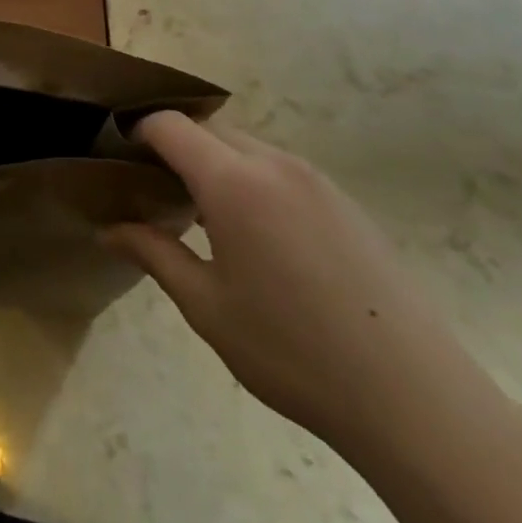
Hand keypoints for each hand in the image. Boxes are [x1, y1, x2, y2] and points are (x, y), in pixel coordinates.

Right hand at [105, 113, 497, 464]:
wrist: (414, 397)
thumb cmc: (292, 351)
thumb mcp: (207, 306)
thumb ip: (154, 254)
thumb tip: (107, 230)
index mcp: (234, 183)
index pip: (170, 125)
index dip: (137, 132)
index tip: (117, 158)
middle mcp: (275, 165)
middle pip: (209, 129)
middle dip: (174, 146)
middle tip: (153, 190)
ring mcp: (316, 180)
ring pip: (246, 147)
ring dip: (214, 163)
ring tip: (200, 216)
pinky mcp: (345, 202)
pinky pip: (281, 170)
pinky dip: (251, 180)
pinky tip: (255, 237)